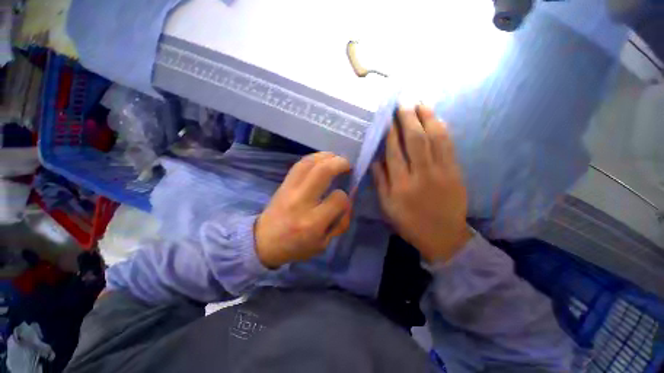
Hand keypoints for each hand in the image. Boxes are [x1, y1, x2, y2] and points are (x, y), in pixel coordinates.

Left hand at [255, 152, 351, 268]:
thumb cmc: (296, 246)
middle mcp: (301, 201)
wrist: (264, 242)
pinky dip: (314, 158)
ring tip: (336, 159)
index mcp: (313, 222)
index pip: (338, 198)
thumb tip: (348, 199)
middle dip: (340, 163)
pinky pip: (299, 164)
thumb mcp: (324, 244)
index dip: (345, 196)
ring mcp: (290, 189)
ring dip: (327, 156)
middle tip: (348, 166)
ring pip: (310, 163)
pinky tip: (322, 159)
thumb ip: (340, 222)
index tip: (344, 198)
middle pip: (323, 172)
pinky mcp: (283, 184)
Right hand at [372, 105, 471, 263]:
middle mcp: (421, 174)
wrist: (443, 236)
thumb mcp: (387, 206)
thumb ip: (381, 181)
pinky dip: (442, 129)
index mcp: (401, 185)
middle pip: (415, 140)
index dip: (391, 132)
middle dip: (408, 117)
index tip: (388, 116)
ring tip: (421, 102)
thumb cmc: (409, 222)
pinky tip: (436, 119)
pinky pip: (449, 146)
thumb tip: (375, 159)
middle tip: (404, 100)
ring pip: (435, 138)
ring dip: (427, 117)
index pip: (394, 151)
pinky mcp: (456, 172)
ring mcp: (442, 171)